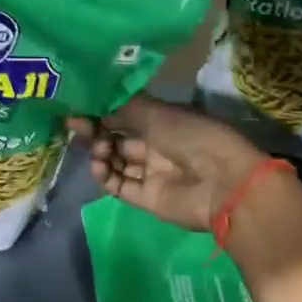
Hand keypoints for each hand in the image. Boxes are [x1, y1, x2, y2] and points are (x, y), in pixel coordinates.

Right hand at [67, 95, 266, 232]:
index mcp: (163, 122)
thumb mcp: (157, 112)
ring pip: (115, 162)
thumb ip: (122, 107)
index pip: (125, 116)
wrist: (224, 183)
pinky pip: (118, 185)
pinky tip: (99, 166)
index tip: (79, 109)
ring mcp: (151, 173)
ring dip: (100, 153)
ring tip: (99, 150)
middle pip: (117, 138)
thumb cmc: (193, 137)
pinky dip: (105, 176)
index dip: (102, 113)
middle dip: (96, 132)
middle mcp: (156, 146)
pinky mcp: (146, 198)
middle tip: (77, 126)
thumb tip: (92, 103)